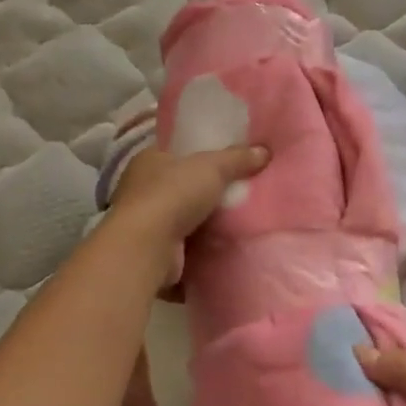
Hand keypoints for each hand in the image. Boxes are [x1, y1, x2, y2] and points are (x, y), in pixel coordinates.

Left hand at [107, 143, 267, 246]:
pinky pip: (184, 250)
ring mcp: (145, 224)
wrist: (146, 248)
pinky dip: (201, 252)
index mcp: (148, 160)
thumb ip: (238, 158)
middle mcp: (141, 190)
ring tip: (239, 221)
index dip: (198, 154)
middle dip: (205, 192)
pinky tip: (225, 249)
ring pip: (182, 220)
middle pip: (180, 186)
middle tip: (239, 192)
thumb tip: (265, 151)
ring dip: (204, 224)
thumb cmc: (173, 194)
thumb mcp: (212, 167)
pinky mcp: (154, 254)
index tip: (225, 160)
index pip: (175, 152)